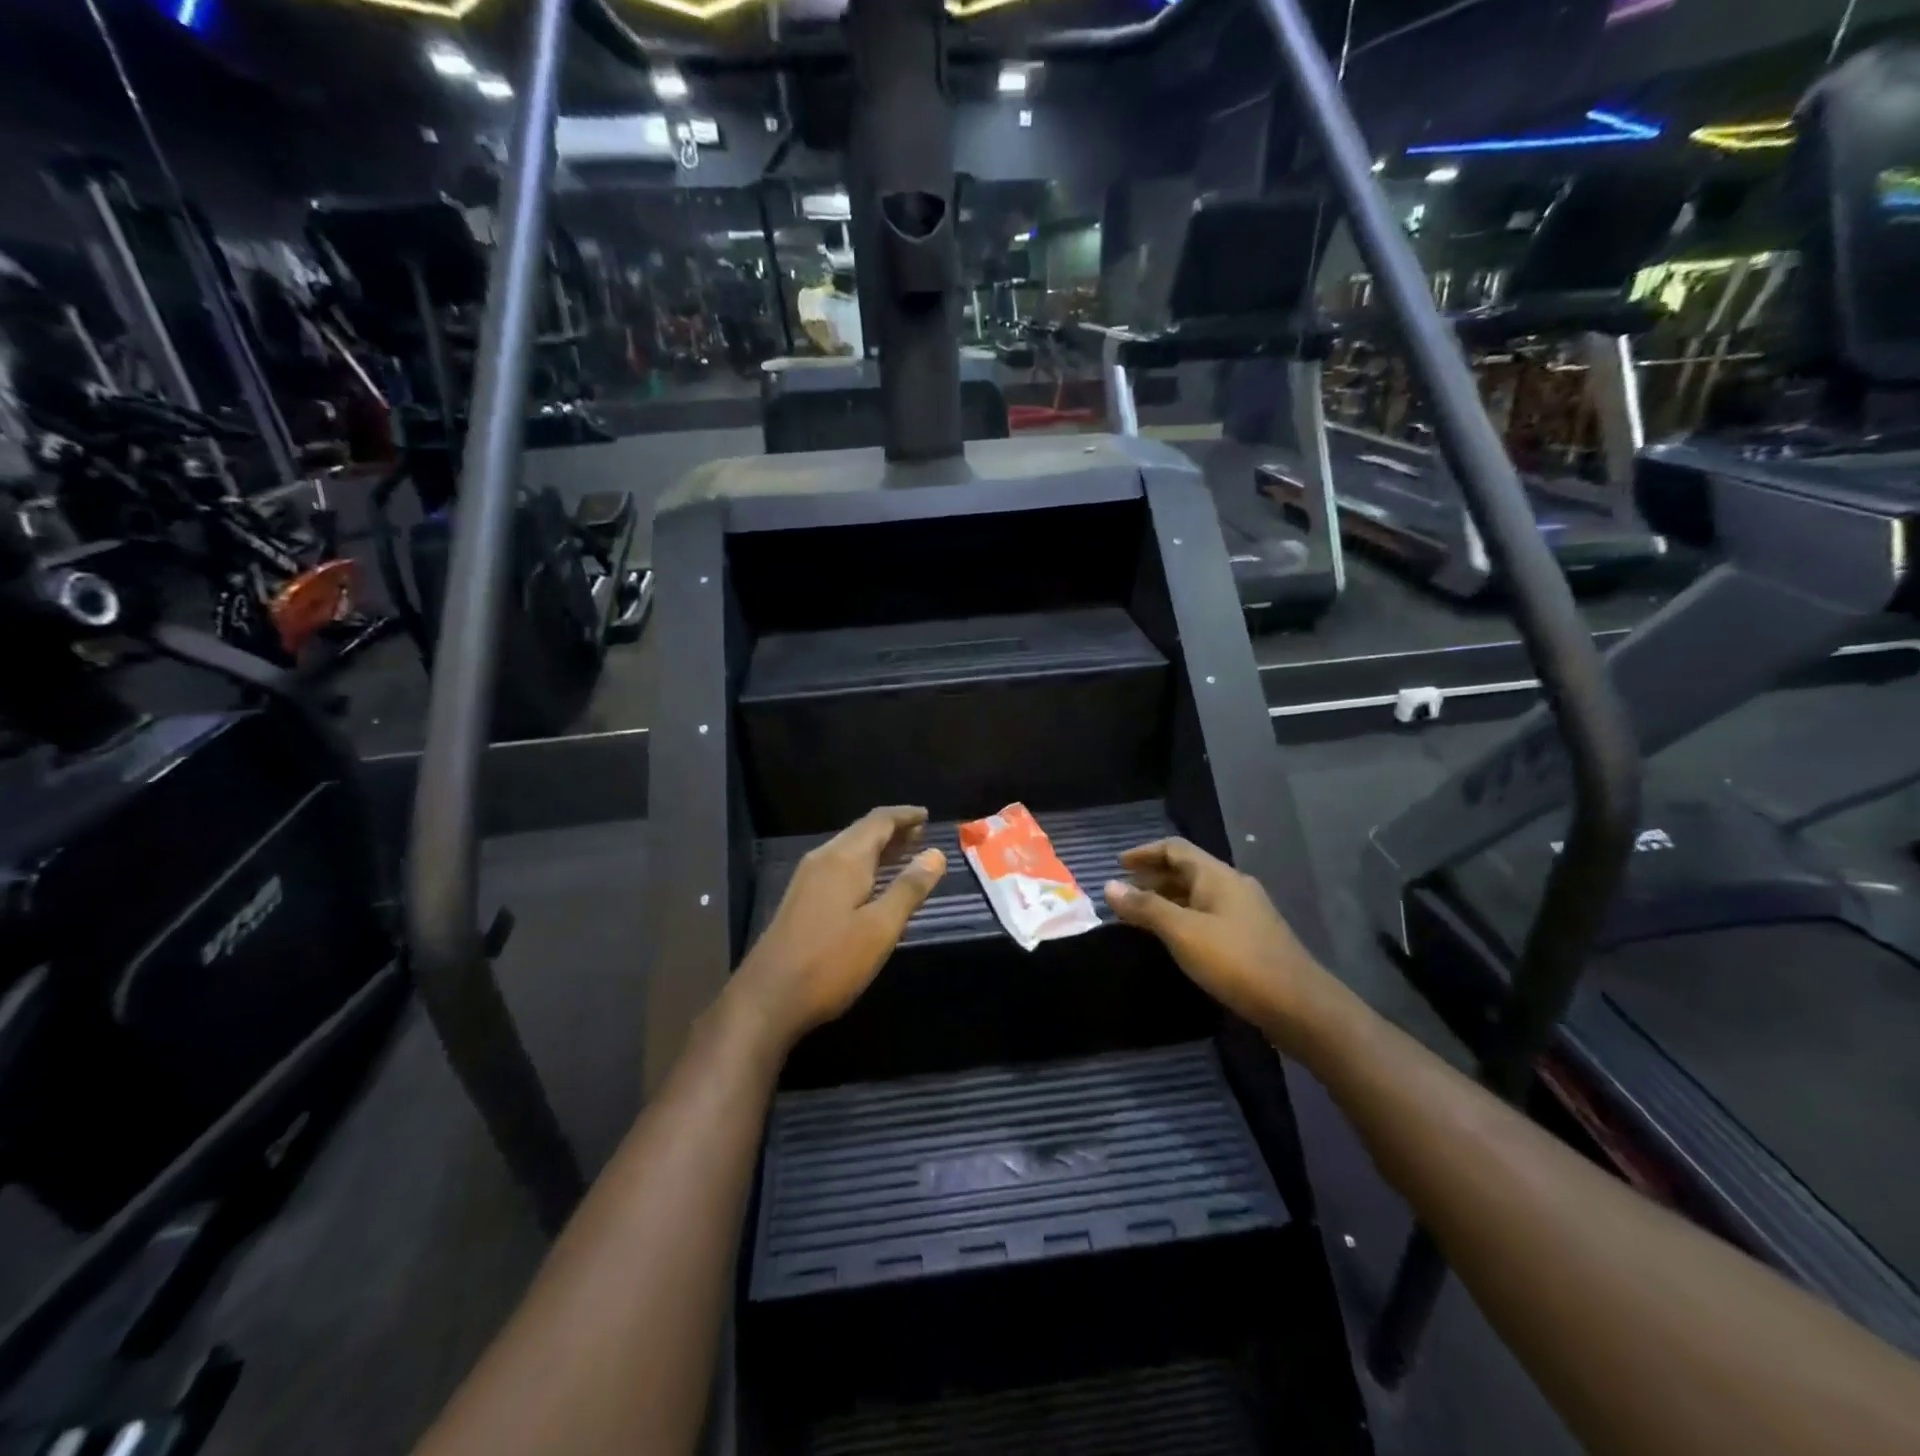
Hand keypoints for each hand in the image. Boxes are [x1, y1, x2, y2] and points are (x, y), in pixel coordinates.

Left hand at [729, 806, 947, 1053]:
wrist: (767, 998)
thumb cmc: (830, 962)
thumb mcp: (880, 928)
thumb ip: (909, 889)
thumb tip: (936, 854)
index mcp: (844, 859)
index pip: (879, 821)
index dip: (905, 816)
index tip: (928, 815)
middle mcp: (824, 859)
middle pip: (862, 832)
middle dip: (893, 830)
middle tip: (922, 834)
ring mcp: (808, 879)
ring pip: (849, 850)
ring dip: (879, 848)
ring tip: (906, 853)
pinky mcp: (801, 900)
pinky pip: (839, 867)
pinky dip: (864, 865)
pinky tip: (874, 884)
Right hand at [1104, 838, 1332, 1049]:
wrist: (1299, 1006)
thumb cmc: (1235, 961)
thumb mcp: (1182, 932)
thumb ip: (1145, 908)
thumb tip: (1109, 885)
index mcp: (1217, 876)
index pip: (1175, 848)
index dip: (1144, 852)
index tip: (1117, 865)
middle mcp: (1232, 886)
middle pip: (1187, 870)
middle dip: (1153, 877)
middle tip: (1123, 893)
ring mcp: (1245, 912)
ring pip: (1197, 895)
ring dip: (1167, 899)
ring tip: (1140, 916)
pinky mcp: (1251, 938)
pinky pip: (1208, 915)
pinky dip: (1183, 917)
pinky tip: (1174, 939)